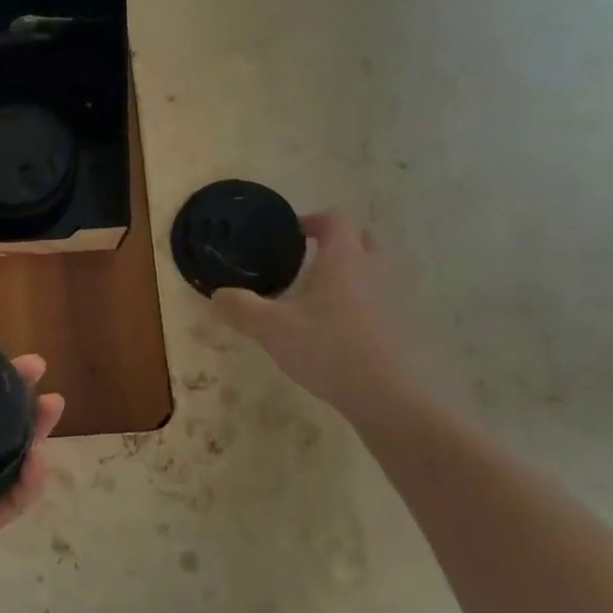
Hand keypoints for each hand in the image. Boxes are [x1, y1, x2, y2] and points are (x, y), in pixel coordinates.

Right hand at [211, 211, 416, 427]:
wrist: (381, 393)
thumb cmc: (324, 346)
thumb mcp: (269, 327)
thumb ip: (240, 307)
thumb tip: (218, 295)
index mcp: (342, 258)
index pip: (334, 219)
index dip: (310, 220)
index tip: (288, 234)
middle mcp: (370, 269)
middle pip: (359, 240)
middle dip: (333, 244)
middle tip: (303, 260)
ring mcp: (388, 298)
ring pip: (369, 270)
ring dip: (345, 273)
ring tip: (313, 295)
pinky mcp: (394, 325)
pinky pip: (373, 298)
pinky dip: (354, 300)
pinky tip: (330, 325)